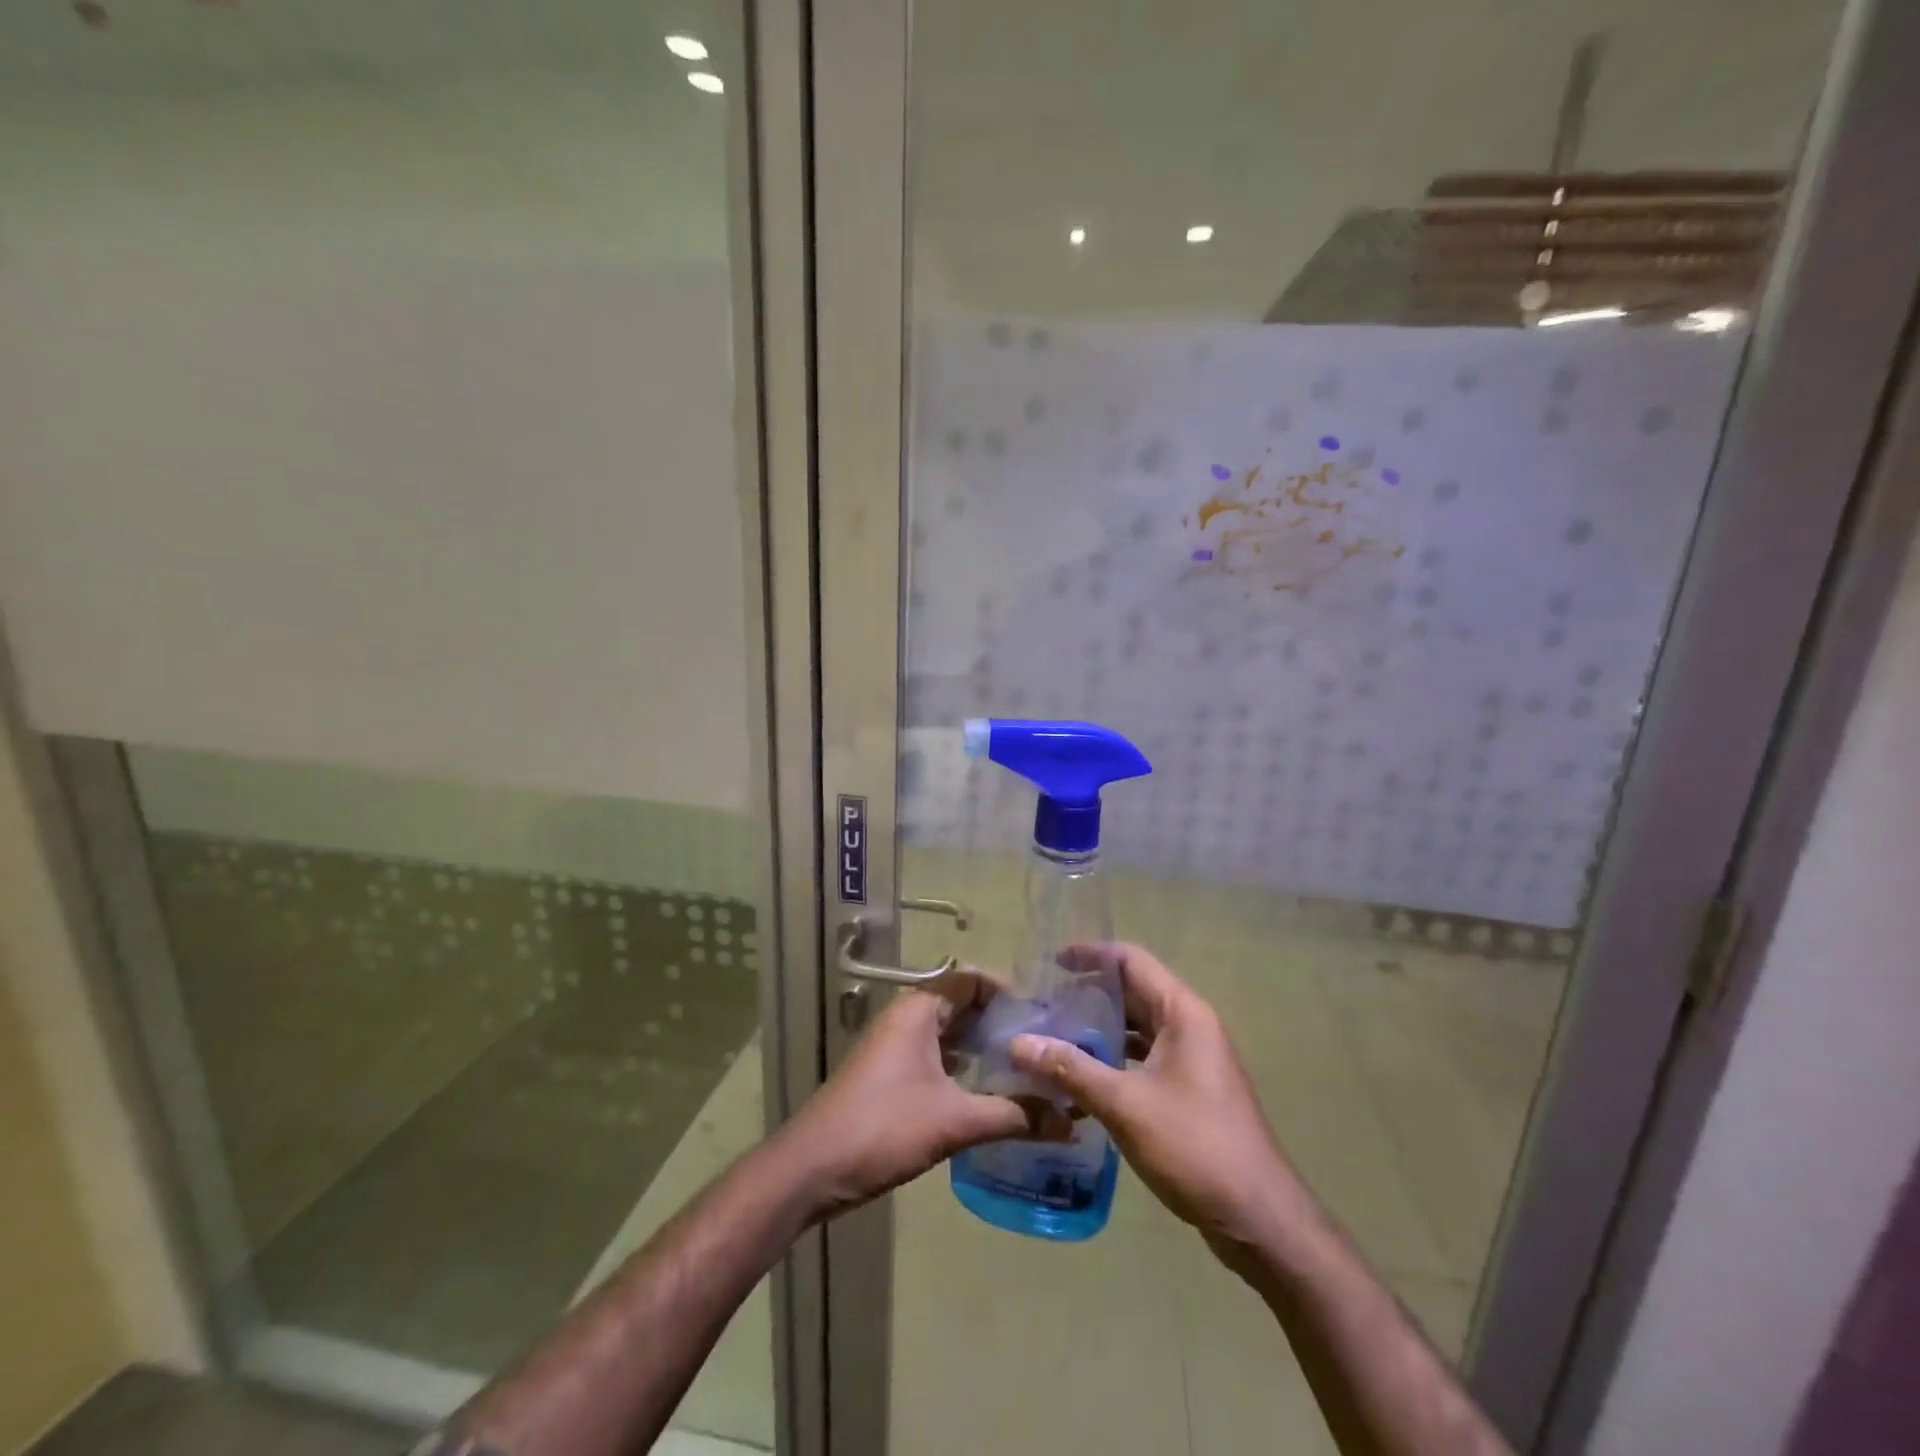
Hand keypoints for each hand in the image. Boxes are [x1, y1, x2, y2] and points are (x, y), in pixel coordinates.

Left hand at [778, 972, 1038, 1222]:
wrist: (811, 1169)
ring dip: (984, 1050)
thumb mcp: (954, 1121)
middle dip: (1001, 1025)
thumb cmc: (882, 1128)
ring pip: (950, 1036)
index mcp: (919, 1010)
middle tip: (1044, 1047)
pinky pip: (937, 1059)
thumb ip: (1013, 1116)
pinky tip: (991, 1095)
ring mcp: (896, 1049)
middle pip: (963, 1007)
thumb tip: (1069, 1120)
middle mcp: (907, 1020)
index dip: (1008, 993)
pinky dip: (964, 1070)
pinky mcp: (891, 1078)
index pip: (972, 981)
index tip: (1044, 1017)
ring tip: (1028, 1071)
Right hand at [1009, 943, 1307, 1256]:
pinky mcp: (1189, 1090)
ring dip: (1098, 1030)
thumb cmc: (1195, 1146)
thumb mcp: (1125, 1104)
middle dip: (1088, 995)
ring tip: (1052, 1038)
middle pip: (1133, 992)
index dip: (1091, 954)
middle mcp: (1190, 1026)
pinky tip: (1079, 1079)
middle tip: (1041, 1005)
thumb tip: (1018, 1043)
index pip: (1131, 961)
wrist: (1259, 1218)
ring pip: (1137, 1028)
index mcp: (1182, 1013)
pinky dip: (1112, 1060)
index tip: (1050, 963)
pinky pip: (1143, 1058)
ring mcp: (1192, 1059)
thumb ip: (1071, 1069)